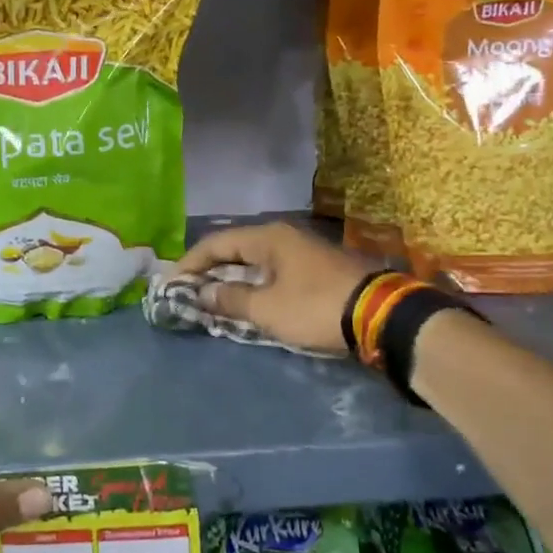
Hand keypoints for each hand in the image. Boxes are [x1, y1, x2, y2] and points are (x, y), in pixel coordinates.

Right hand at [173, 222, 375, 354]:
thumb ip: (230, 299)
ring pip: (254, 261)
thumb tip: (202, 293)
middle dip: (208, 269)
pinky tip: (246, 299)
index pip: (216, 243)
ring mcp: (301, 252)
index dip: (190, 263)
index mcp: (267, 238)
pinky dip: (252, 283)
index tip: (171, 283)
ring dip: (230, 278)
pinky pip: (271, 271)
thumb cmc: (316, 307)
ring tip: (210, 297)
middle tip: (187, 290)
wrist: (381, 315)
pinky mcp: (315, 269)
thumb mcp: (267, 308)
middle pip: (234, 248)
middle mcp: (282, 237)